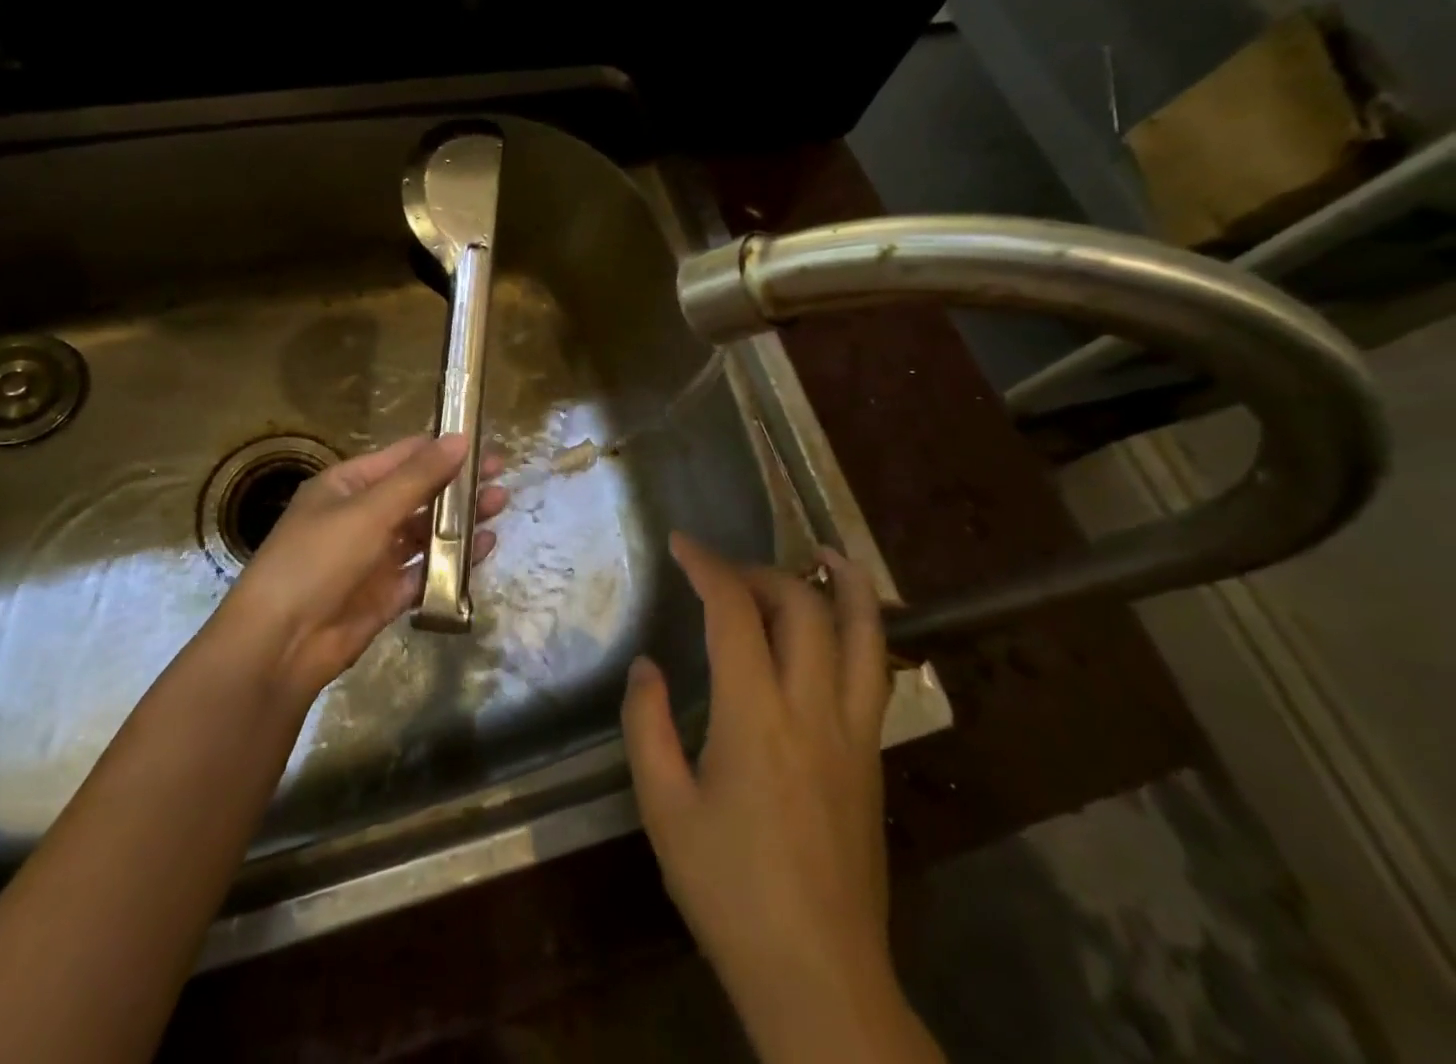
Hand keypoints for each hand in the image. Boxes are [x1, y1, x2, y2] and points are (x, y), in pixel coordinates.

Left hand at [216, 434, 506, 703]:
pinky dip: (454, 559)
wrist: (280, 645)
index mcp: (347, 486)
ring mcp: (374, 557)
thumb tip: (460, 438)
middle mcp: (361, 517)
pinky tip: (485, 547)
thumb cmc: (319, 560)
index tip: (482, 442)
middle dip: (457, 484)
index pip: (401, 457)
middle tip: (501, 474)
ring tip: (501, 504)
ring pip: (425, 531)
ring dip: (460, 519)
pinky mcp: (386, 595)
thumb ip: (419, 477)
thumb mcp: (370, 510)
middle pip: (418, 493)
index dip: (441, 448)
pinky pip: (426, 570)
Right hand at [622, 534, 938, 1063]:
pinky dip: (865, 629)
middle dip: (761, 571)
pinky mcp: (874, 758)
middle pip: (803, 606)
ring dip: (845, 585)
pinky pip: (876, 672)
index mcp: (755, 715)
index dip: (707, 565)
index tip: (681, 544)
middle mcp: (813, 708)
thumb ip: (647, 725)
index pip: (734, 610)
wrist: (821, 980)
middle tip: (724, 572)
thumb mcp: (664, 809)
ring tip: (827, 553)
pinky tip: (845, 625)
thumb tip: (647, 666)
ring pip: (864, 634)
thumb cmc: (729, 892)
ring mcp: (855, 732)